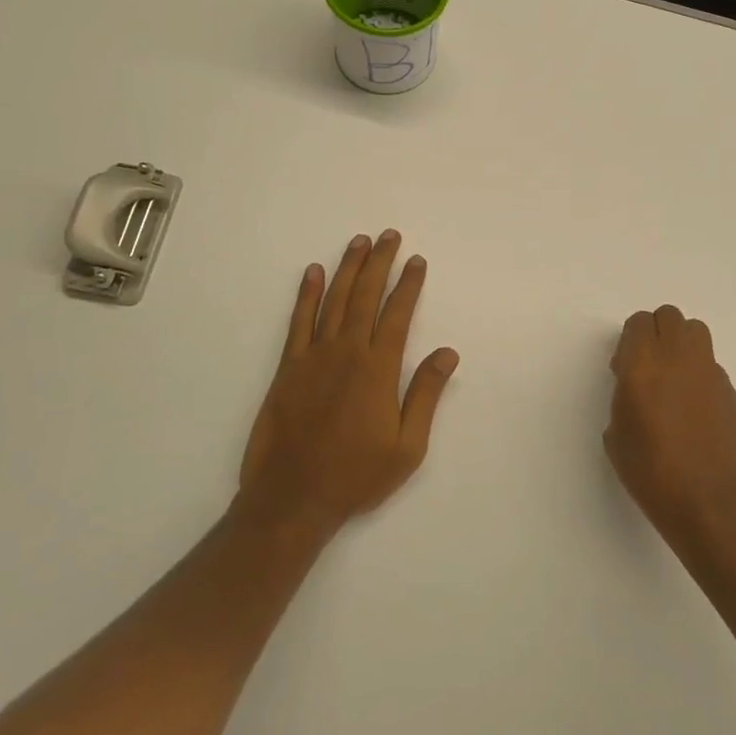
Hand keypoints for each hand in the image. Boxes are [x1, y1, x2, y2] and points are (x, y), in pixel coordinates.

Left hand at [237, 230, 458, 539]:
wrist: (292, 498)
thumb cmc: (356, 476)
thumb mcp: (407, 447)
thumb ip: (425, 394)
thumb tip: (448, 352)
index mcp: (378, 370)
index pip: (398, 314)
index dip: (408, 285)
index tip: (417, 261)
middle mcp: (347, 353)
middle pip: (365, 296)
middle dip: (379, 263)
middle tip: (389, 236)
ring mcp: (313, 357)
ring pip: (333, 300)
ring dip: (347, 268)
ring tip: (359, 242)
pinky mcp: (288, 368)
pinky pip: (298, 321)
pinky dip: (306, 294)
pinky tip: (312, 273)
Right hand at [606, 305, 735, 544]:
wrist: (707, 500)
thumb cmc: (651, 470)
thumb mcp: (616, 433)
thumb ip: (623, 396)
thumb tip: (635, 387)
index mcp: (643, 363)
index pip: (638, 322)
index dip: (629, 341)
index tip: (624, 369)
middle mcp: (678, 356)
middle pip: (669, 316)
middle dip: (656, 333)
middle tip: (648, 367)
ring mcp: (708, 370)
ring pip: (695, 331)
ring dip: (681, 344)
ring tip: (673, 379)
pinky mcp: (729, 389)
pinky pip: (710, 364)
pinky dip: (699, 373)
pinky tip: (693, 408)